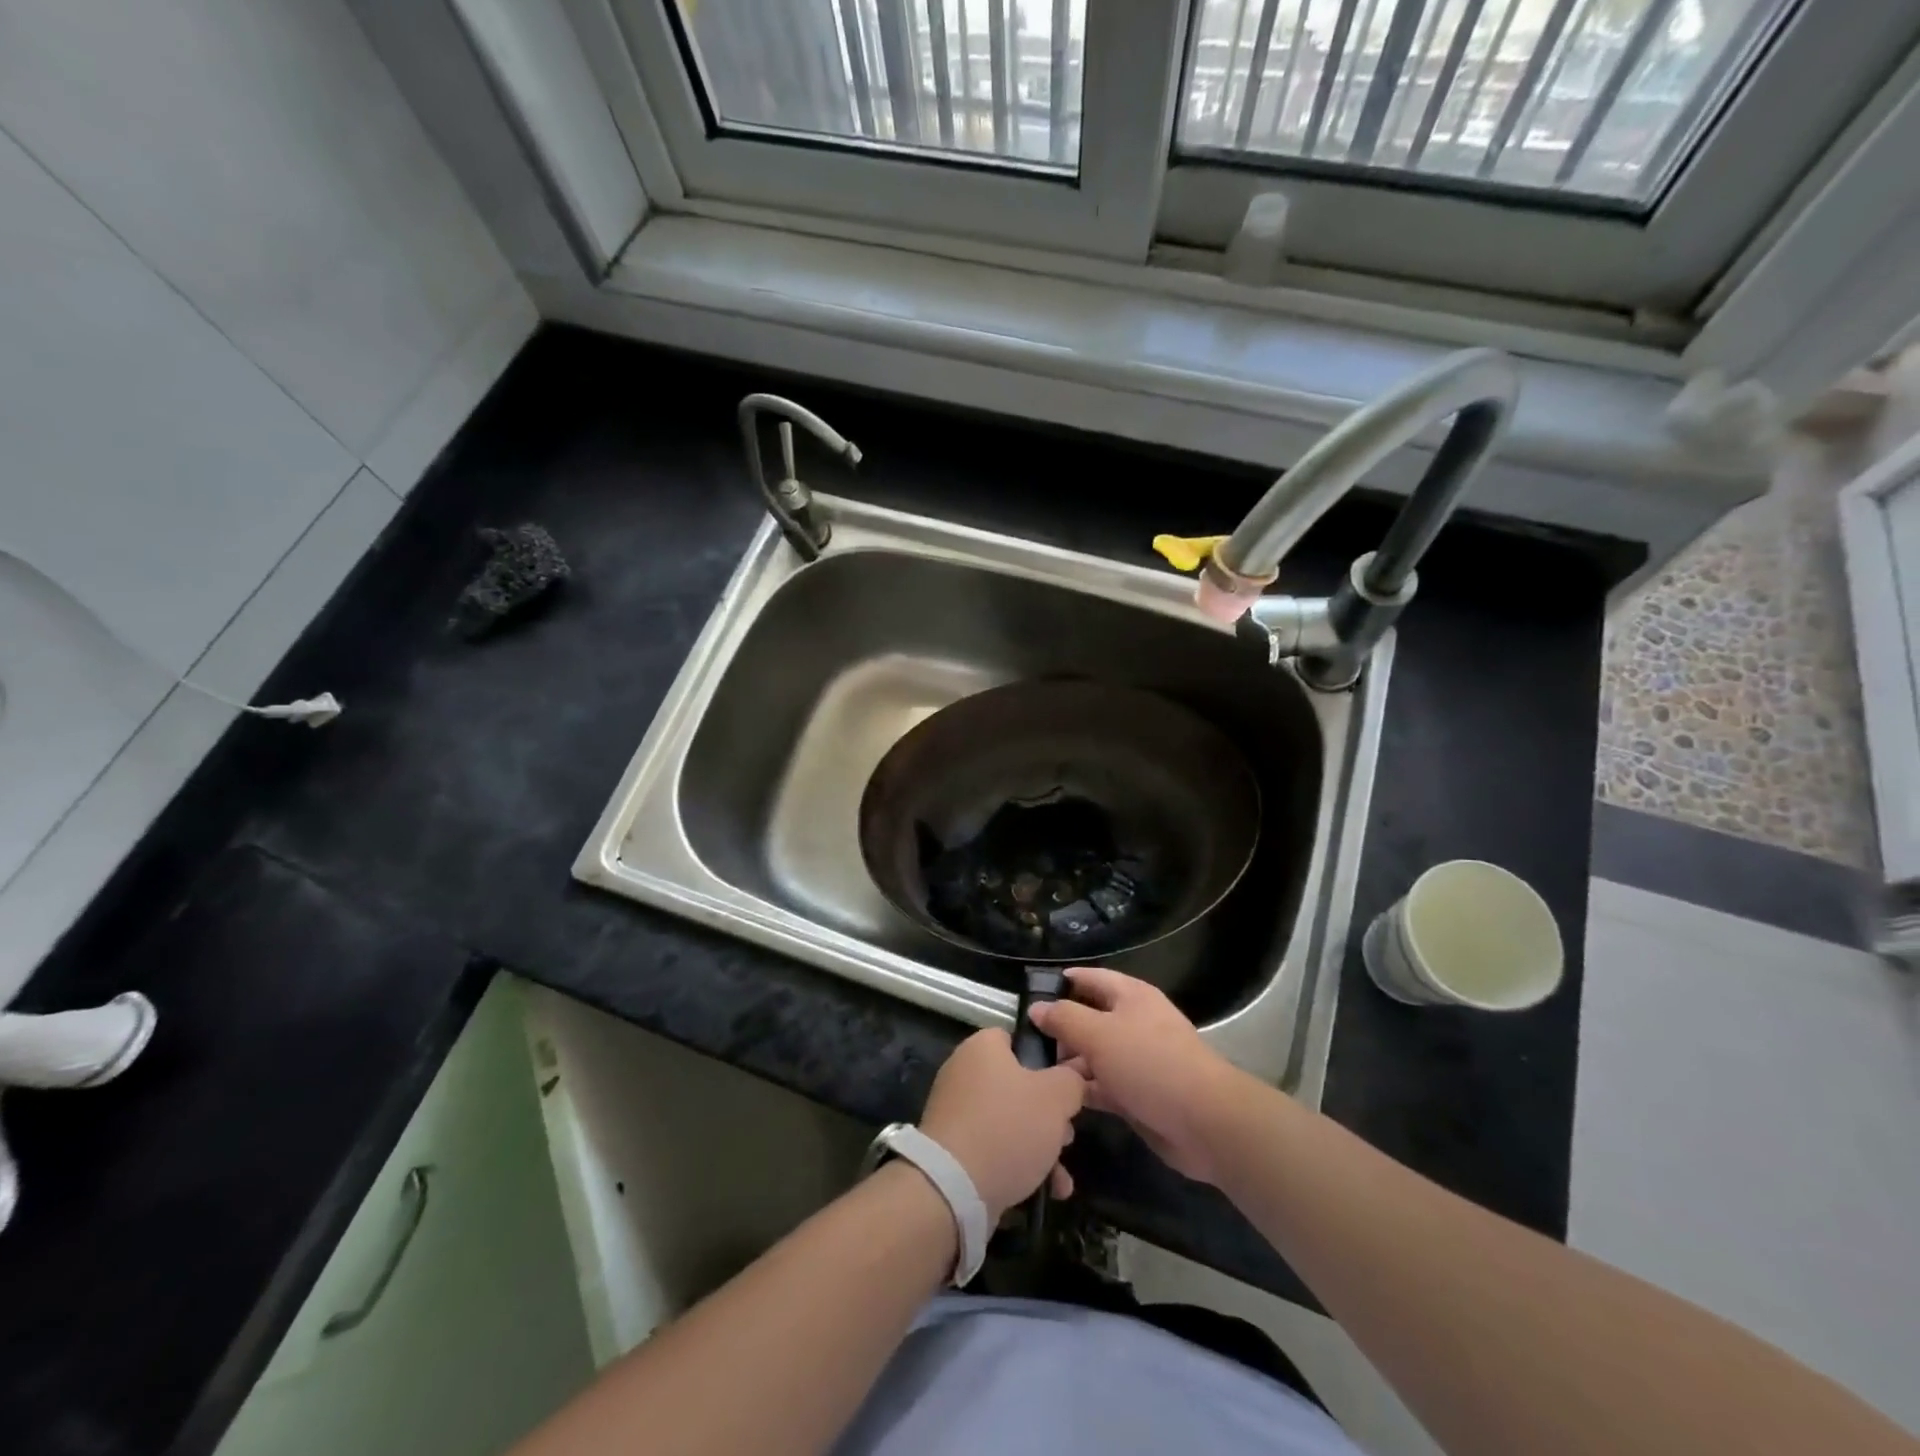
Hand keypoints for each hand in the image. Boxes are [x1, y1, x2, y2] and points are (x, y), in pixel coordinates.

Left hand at [918, 1028, 1086, 1220]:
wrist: (953, 1189)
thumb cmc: (1008, 1127)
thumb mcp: (1056, 1096)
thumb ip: (1071, 1080)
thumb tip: (1071, 1078)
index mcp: (982, 1047)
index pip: (1018, 1039)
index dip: (1048, 1059)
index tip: (1069, 1084)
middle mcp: (964, 1073)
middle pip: (1018, 1085)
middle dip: (1049, 1113)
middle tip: (1067, 1133)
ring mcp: (956, 1112)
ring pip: (1010, 1121)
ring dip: (1040, 1146)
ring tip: (1061, 1176)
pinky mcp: (953, 1149)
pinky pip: (993, 1148)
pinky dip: (1019, 1165)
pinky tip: (1046, 1191)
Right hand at [1028, 968, 1242, 1184]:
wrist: (1204, 1121)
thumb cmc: (1149, 1063)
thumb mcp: (1099, 1034)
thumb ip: (1064, 1018)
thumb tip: (1037, 1008)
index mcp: (1130, 996)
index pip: (1089, 978)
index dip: (1060, 983)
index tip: (1029, 995)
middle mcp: (1134, 1022)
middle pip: (1089, 1017)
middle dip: (1060, 1029)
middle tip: (1025, 1043)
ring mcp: (1137, 1060)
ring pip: (1094, 1054)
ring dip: (1069, 1063)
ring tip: (1034, 1074)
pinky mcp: (1139, 1094)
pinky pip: (1103, 1085)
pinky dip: (1084, 1089)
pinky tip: (1058, 1097)